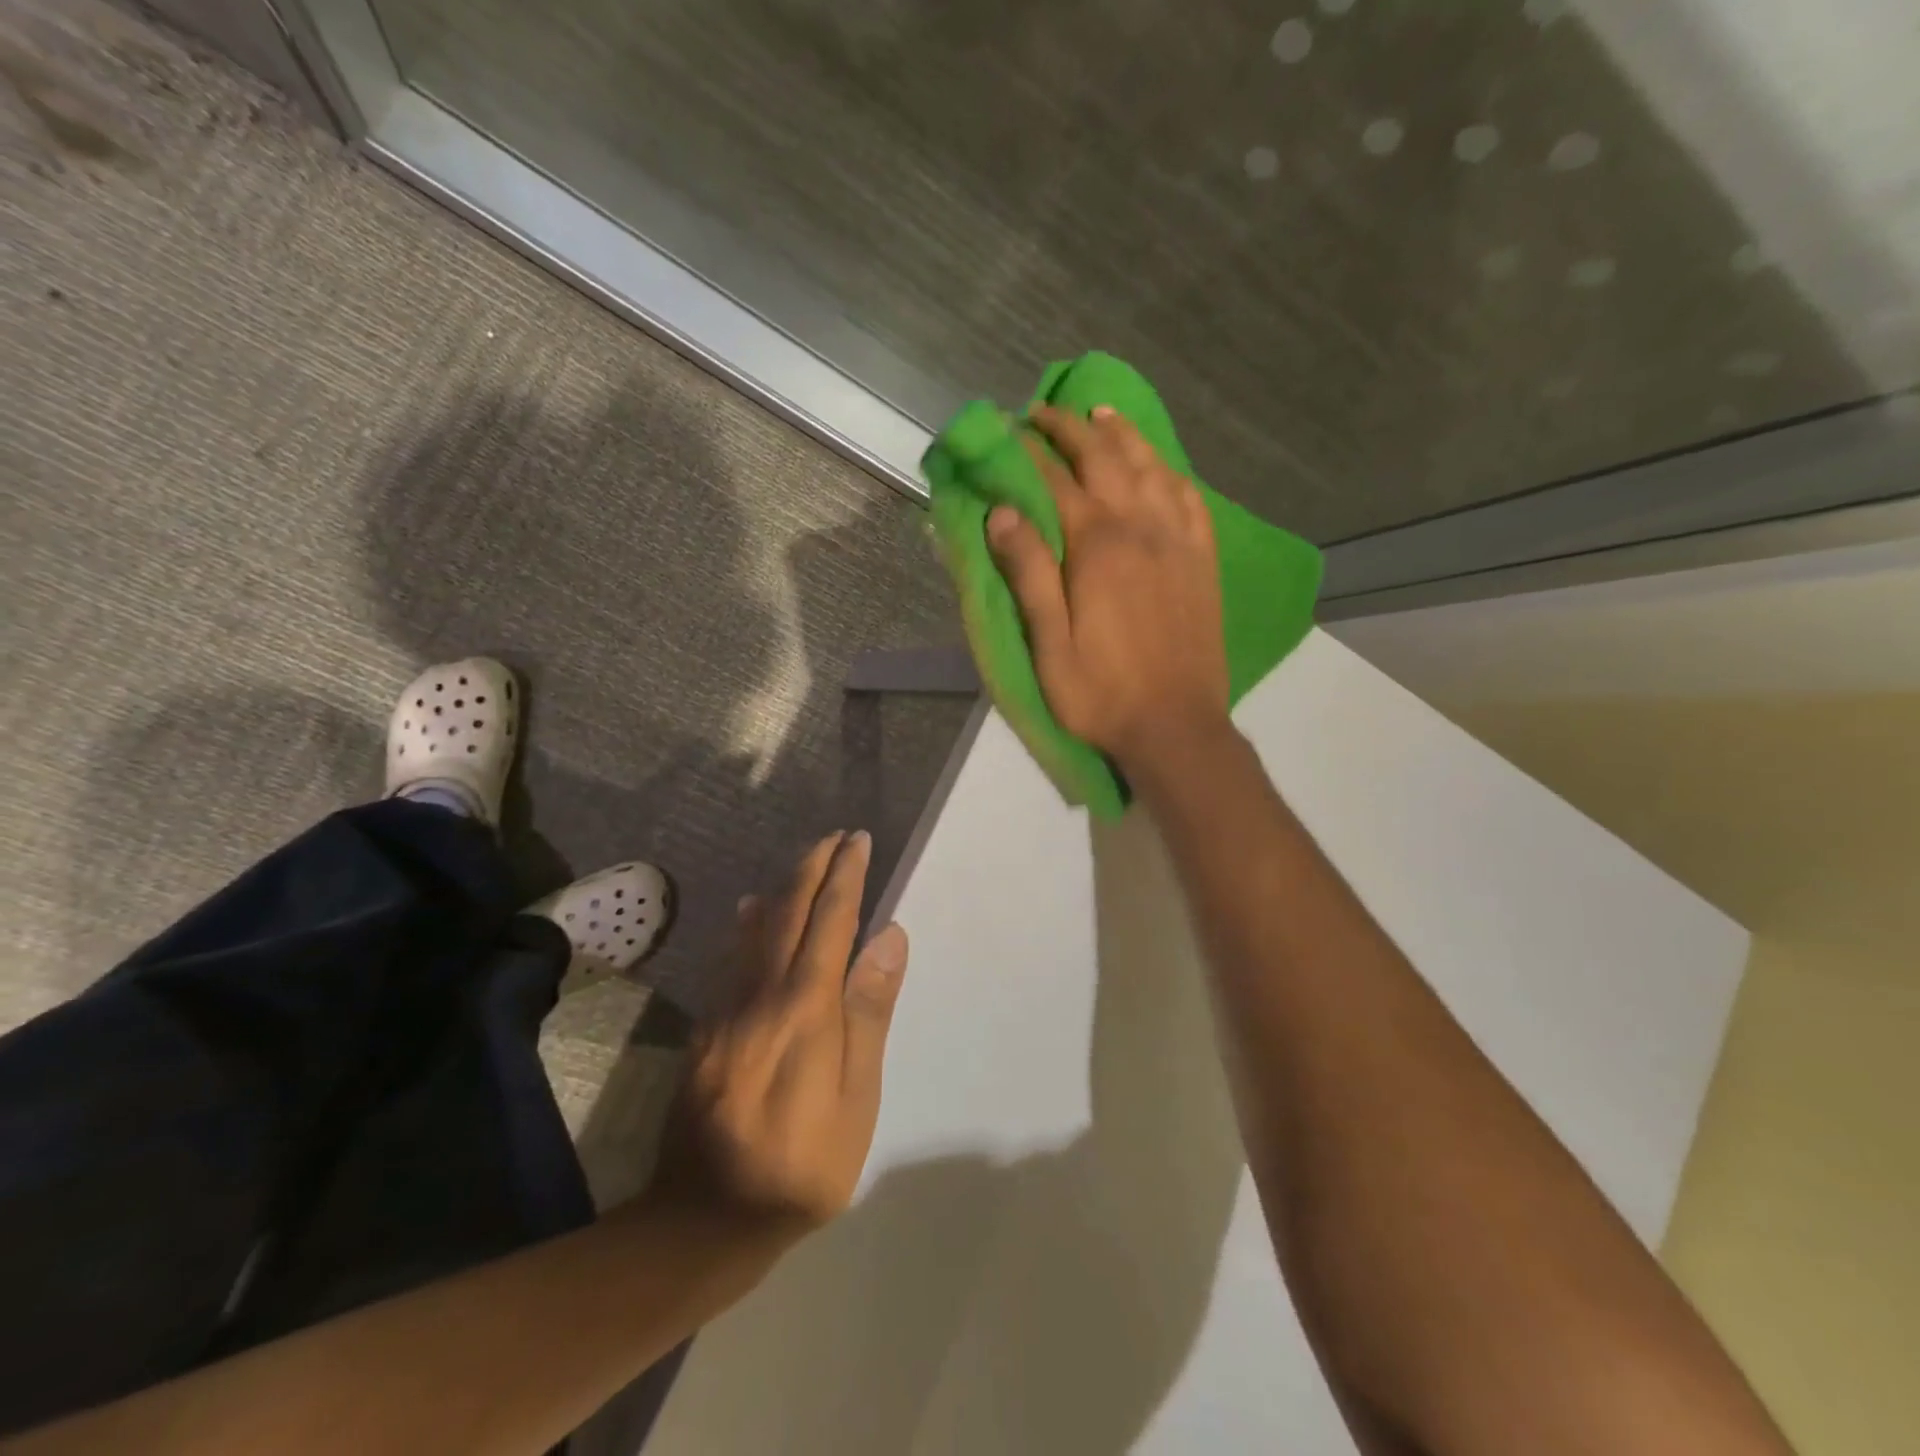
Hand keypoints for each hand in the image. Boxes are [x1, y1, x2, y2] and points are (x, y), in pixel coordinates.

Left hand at [660, 831, 908, 1233]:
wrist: (705, 1218)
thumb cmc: (802, 1163)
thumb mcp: (855, 1097)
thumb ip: (867, 1011)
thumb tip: (887, 936)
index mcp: (805, 1006)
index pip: (830, 921)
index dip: (846, 877)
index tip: (859, 842)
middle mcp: (762, 993)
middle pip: (789, 913)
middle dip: (813, 868)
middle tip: (835, 837)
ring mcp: (728, 1009)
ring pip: (756, 930)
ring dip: (784, 887)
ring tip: (805, 860)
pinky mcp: (708, 1028)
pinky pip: (731, 958)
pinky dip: (748, 924)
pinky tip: (753, 911)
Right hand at [987, 404, 1229, 774]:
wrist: (1176, 726)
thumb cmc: (1101, 693)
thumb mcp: (1049, 644)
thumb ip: (1029, 574)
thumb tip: (1001, 512)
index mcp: (1098, 548)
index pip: (1057, 481)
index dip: (1030, 452)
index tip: (1007, 430)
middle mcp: (1142, 529)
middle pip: (1105, 460)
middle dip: (1072, 429)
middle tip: (1045, 411)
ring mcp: (1179, 543)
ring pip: (1152, 468)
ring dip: (1124, 436)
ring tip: (1102, 414)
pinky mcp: (1202, 562)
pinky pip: (1191, 499)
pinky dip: (1171, 472)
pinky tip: (1161, 467)